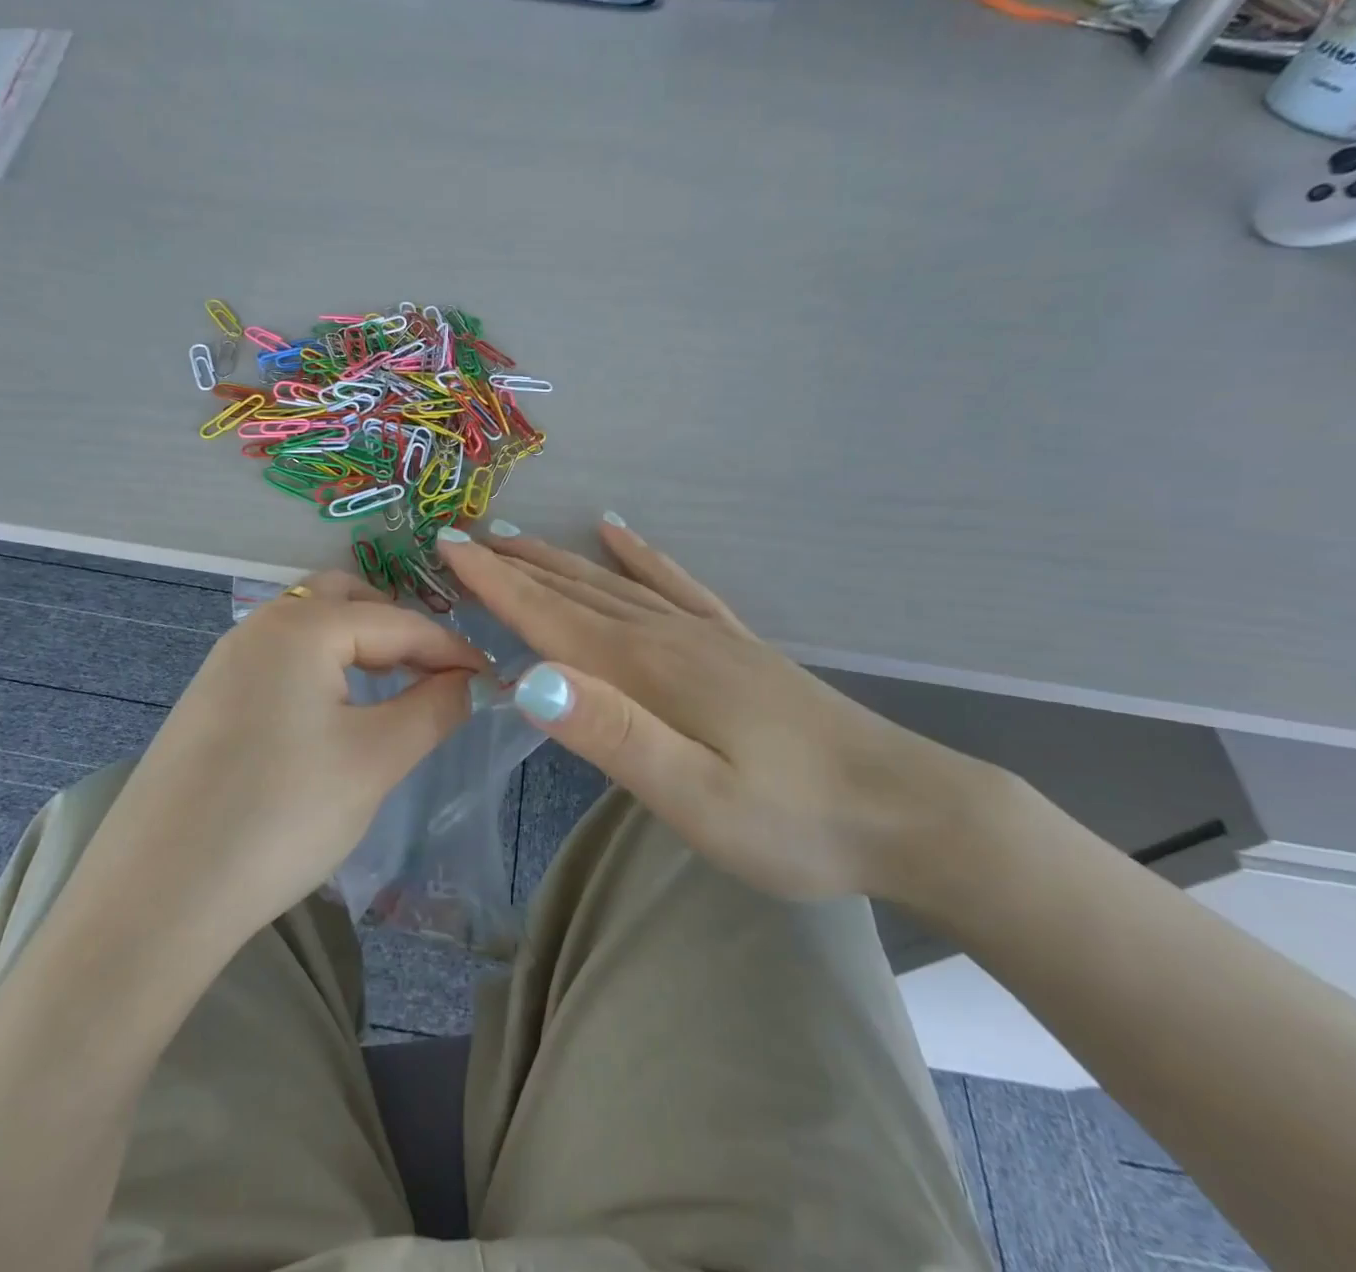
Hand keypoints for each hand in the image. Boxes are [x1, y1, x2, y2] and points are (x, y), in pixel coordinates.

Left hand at [100, 571, 486, 943]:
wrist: (157, 898)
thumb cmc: (281, 816)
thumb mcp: (375, 759)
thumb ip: (434, 707)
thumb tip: (470, 681)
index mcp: (302, 626)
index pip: (398, 622)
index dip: (452, 649)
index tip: (490, 678)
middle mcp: (259, 626)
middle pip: (348, 602)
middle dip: (399, 629)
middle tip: (435, 673)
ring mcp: (226, 660)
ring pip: (310, 628)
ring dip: (359, 645)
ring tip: (393, 687)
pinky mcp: (209, 698)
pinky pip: (281, 659)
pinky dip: (321, 668)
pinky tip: (333, 712)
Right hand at [436, 521, 1001, 902]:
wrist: (907, 810)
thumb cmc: (794, 820)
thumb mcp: (695, 797)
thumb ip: (612, 735)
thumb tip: (529, 680)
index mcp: (646, 669)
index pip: (549, 616)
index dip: (494, 582)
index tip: (448, 547)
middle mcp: (667, 636)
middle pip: (574, 590)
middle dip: (514, 564)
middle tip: (464, 538)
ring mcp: (705, 634)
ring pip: (613, 583)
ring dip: (558, 560)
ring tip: (517, 537)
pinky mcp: (734, 646)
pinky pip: (675, 585)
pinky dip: (640, 556)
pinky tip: (618, 534)